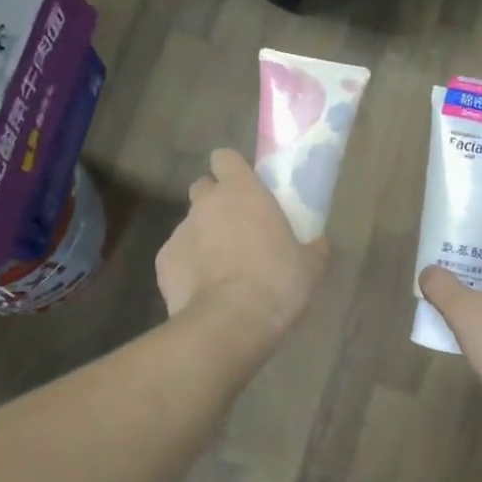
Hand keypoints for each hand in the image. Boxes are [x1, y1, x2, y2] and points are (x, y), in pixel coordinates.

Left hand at [158, 149, 327, 342]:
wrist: (228, 323)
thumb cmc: (276, 283)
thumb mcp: (310, 267)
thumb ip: (313, 248)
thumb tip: (319, 245)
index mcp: (242, 192)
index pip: (225, 157)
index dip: (232, 170)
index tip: (245, 188)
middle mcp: (206, 204)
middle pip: (203, 188)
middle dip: (216, 202)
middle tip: (237, 228)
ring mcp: (180, 231)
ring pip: (191, 224)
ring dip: (204, 237)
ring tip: (222, 269)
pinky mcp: (163, 262)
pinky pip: (178, 256)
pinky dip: (188, 267)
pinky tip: (204, 290)